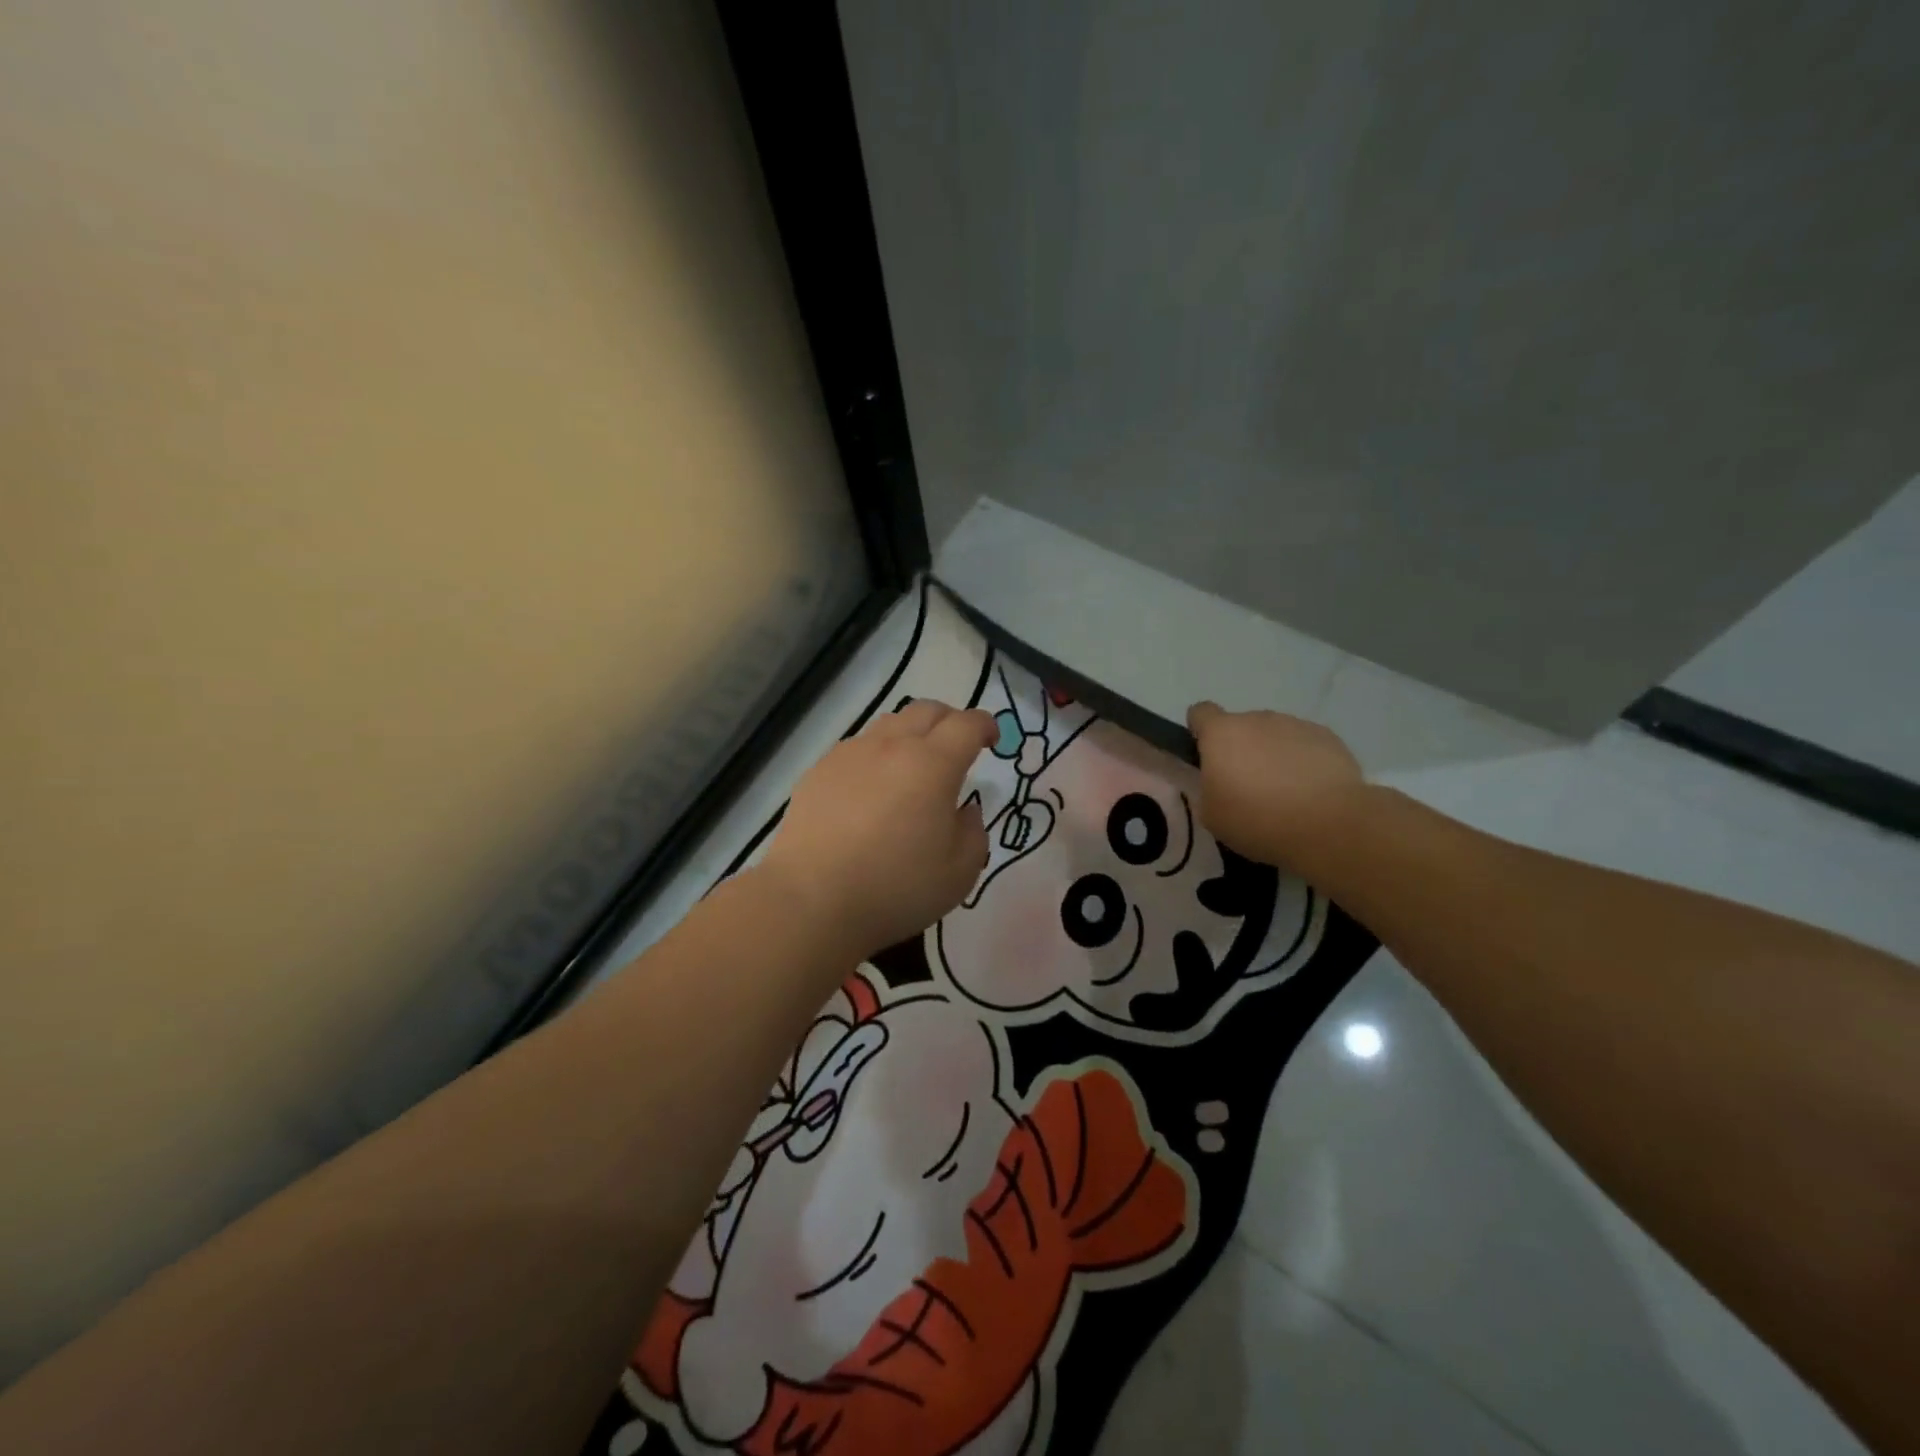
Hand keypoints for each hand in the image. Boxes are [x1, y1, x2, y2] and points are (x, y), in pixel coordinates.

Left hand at [758, 700, 995, 961]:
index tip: (992, 741)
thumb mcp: (959, 872)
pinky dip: (876, 755)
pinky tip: (872, 788)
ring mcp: (850, 754)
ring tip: (913, 765)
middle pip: (926, 710)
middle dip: (950, 721)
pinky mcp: (819, 770)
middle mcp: (892, 746)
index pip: (967, 724)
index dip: (986, 726)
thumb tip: (964, 811)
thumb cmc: (896, 888)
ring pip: (889, 723)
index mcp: (933, 764)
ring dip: (911, 734)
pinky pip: (857, 747)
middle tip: (957, 747)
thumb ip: (973, 833)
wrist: (812, 900)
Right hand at [1186, 702, 1364, 868]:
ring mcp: (1296, 725)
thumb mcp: (1212, 815)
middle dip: (1241, 749)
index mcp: (1222, 733)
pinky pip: (1305, 744)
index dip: (1200, 731)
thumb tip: (1215, 780)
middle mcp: (1257, 719)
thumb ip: (1206, 789)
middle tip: (1247, 786)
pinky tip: (1311, 791)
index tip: (1206, 756)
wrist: (1329, 825)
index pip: (1201, 713)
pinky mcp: (1329, 738)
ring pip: (1275, 735)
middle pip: (1241, 726)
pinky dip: (1303, 761)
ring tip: (1284, 791)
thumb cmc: (1257, 819)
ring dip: (1273, 754)